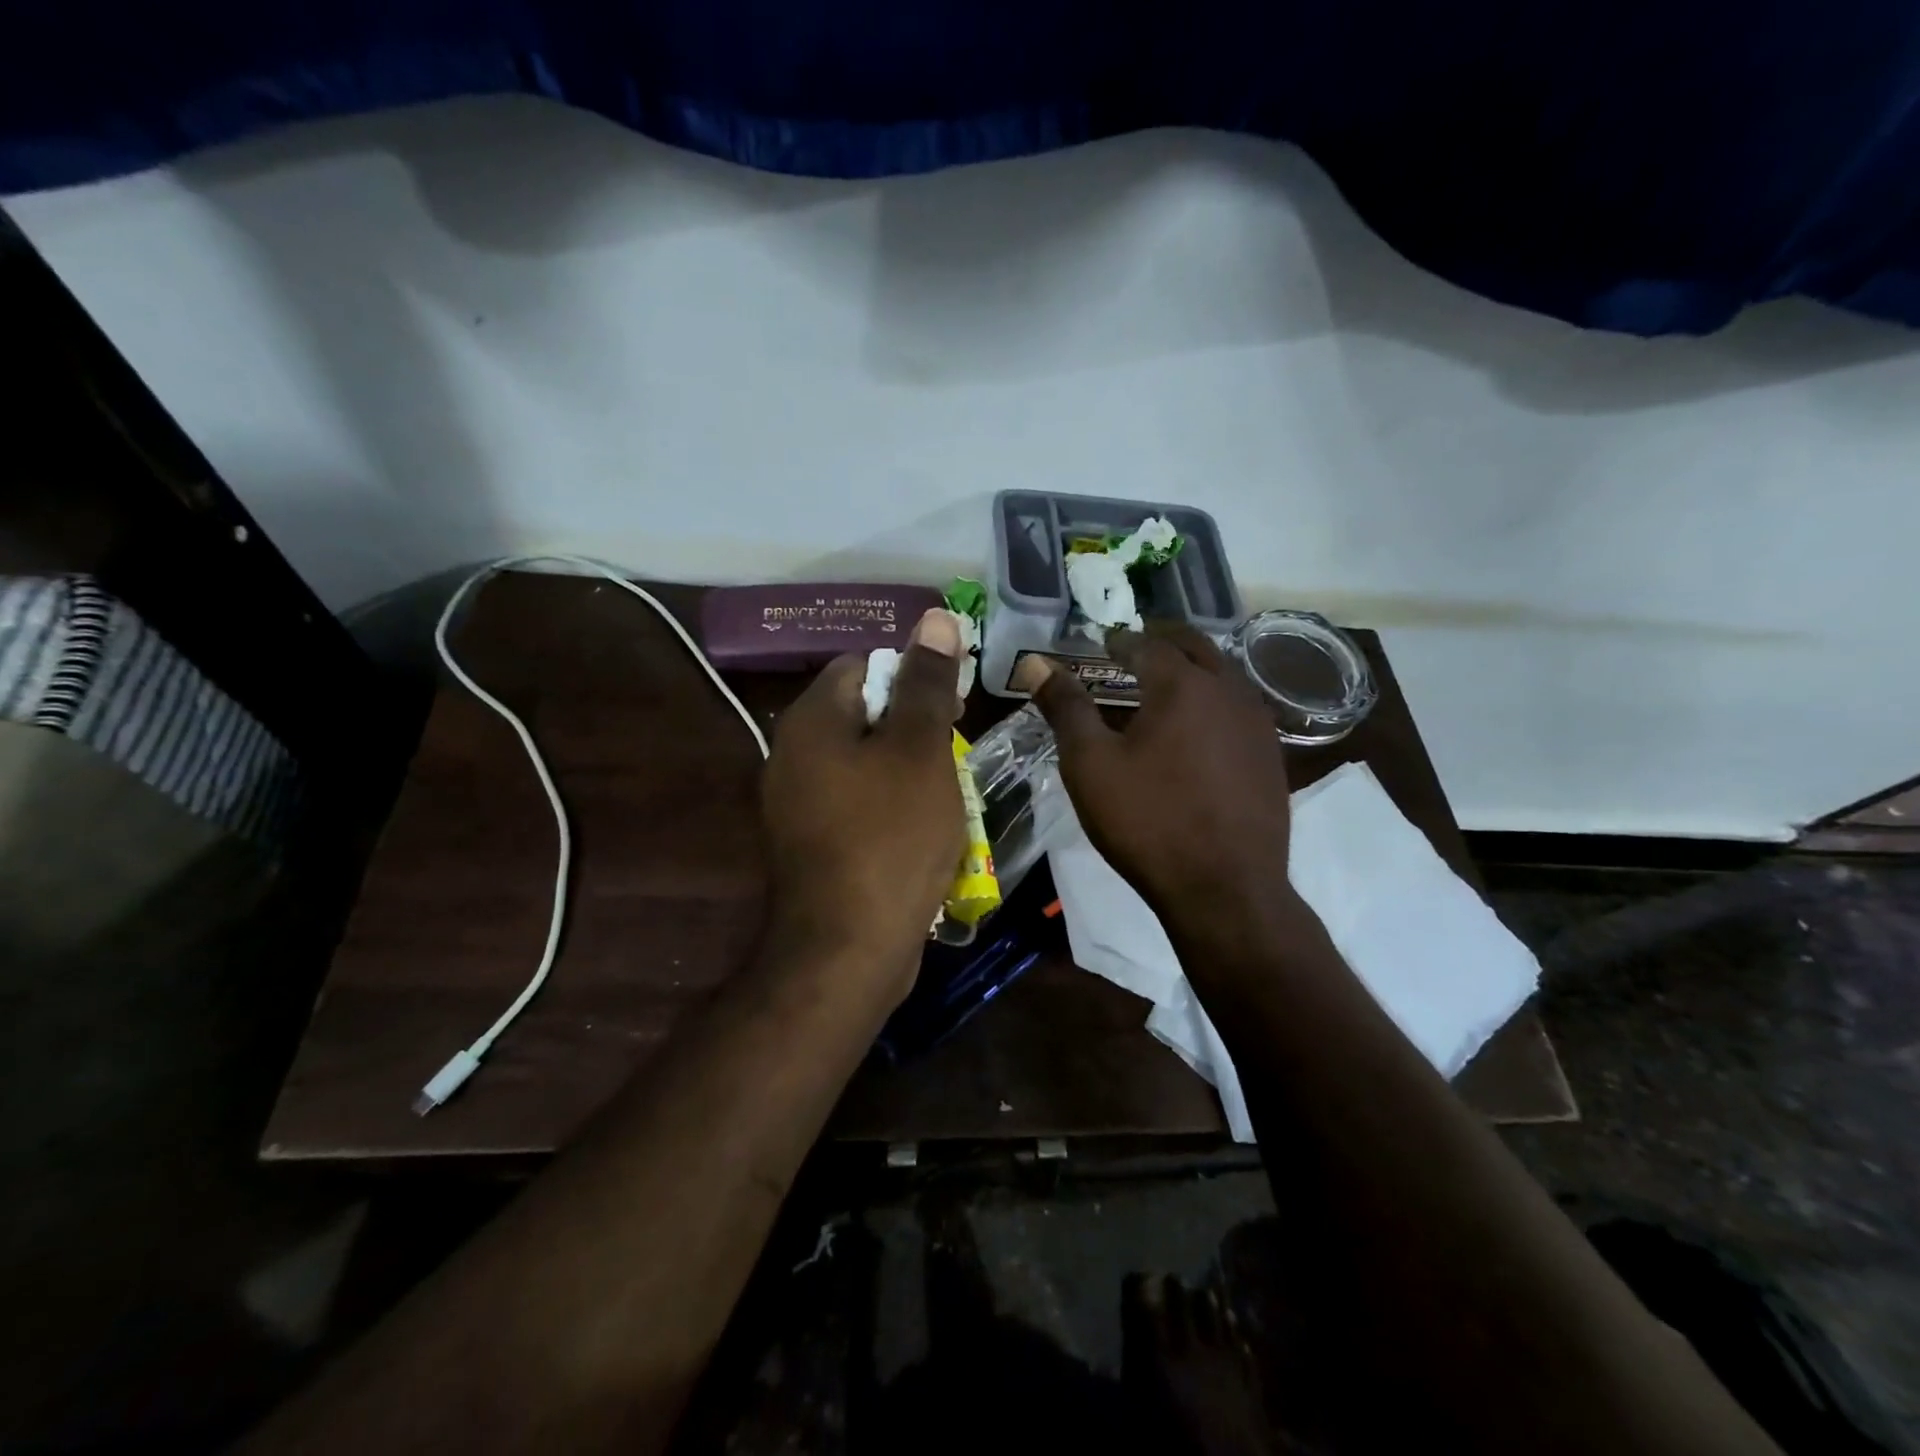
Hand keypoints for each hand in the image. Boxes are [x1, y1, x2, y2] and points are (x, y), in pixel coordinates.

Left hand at [761, 610, 966, 1002]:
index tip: (950, 708)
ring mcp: (797, 804)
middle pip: (862, 713)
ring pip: (864, 762)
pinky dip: (890, 806)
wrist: (848, 948)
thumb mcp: (920, 750)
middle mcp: (791, 755)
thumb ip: (927, 683)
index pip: (861, 665)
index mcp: (810, 722)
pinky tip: (920, 831)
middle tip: (951, 755)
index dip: (911, 676)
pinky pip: (857, 803)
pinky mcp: (812, 843)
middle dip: (913, 728)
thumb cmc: (890, 836)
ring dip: (908, 770)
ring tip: (945, 796)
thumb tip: (935, 619)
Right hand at [1014, 626, 1294, 935]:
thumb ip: (1065, 707)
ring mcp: (1258, 724)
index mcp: (1182, 685)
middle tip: (1138, 645)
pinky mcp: (1272, 757)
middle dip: (1164, 640)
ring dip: (1195, 667)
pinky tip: (1202, 726)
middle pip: (1196, 647)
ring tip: (1169, 679)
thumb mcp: (1090, 764)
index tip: (1105, 642)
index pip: (1148, 645)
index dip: (1122, 640)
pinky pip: (1241, 709)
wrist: (1226, 888)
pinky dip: (1216, 700)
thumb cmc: (1147, 821)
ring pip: (1225, 675)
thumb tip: (1035, 662)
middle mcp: (1228, 691)